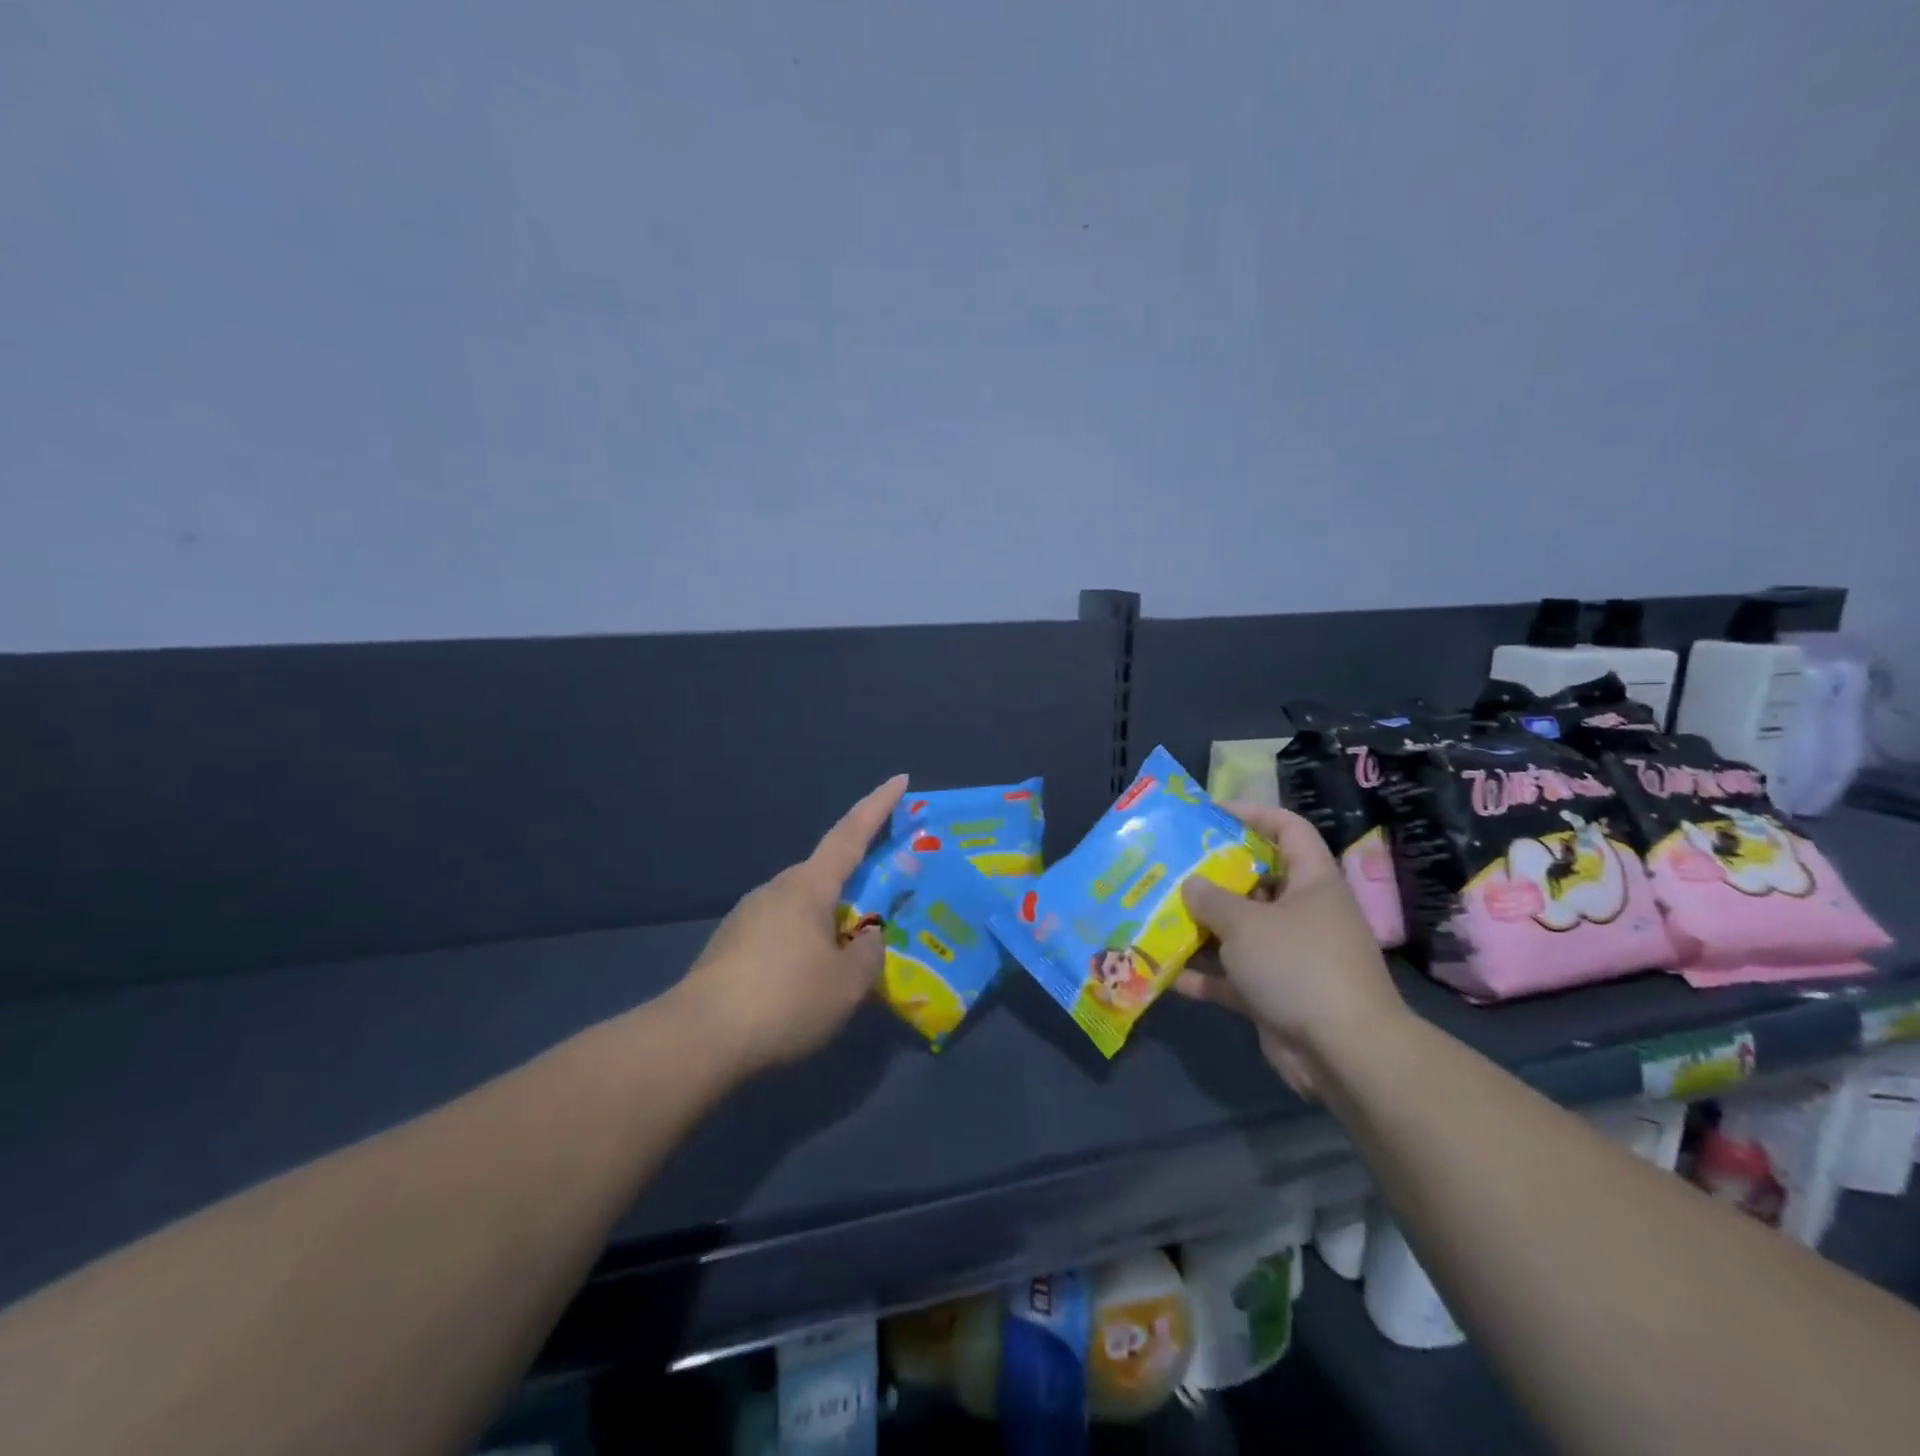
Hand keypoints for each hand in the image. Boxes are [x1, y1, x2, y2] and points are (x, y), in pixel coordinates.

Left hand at [673, 775, 907, 1077]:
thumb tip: (867, 938)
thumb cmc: (785, 999)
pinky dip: (805, 944)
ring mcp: (748, 916)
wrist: (698, 1039)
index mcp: (808, 886)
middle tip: (884, 904)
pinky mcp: (731, 946)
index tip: (900, 779)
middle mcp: (776, 890)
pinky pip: (782, 933)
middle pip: (826, 874)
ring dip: (829, 921)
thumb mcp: (847, 983)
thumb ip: (869, 953)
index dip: (879, 806)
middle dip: (856, 882)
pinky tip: (809, 980)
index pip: (851, 834)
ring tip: (849, 957)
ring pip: (803, 908)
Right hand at [1175, 803, 1406, 1097]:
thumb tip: (1191, 885)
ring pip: (1240, 931)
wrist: (1345, 1054)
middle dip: (1213, 876)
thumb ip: (1212, 899)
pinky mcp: (1276, 995)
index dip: (1253, 814)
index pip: (1288, 829)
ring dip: (1202, 928)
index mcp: (1312, 882)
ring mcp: (1291, 957)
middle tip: (1170, 868)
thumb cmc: (1298, 966)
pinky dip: (1205, 975)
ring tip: (1157, 915)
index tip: (1210, 814)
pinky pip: (1234, 977)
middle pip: (1256, 881)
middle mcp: (1304, 914)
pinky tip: (1166, 974)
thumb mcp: (1246, 923)